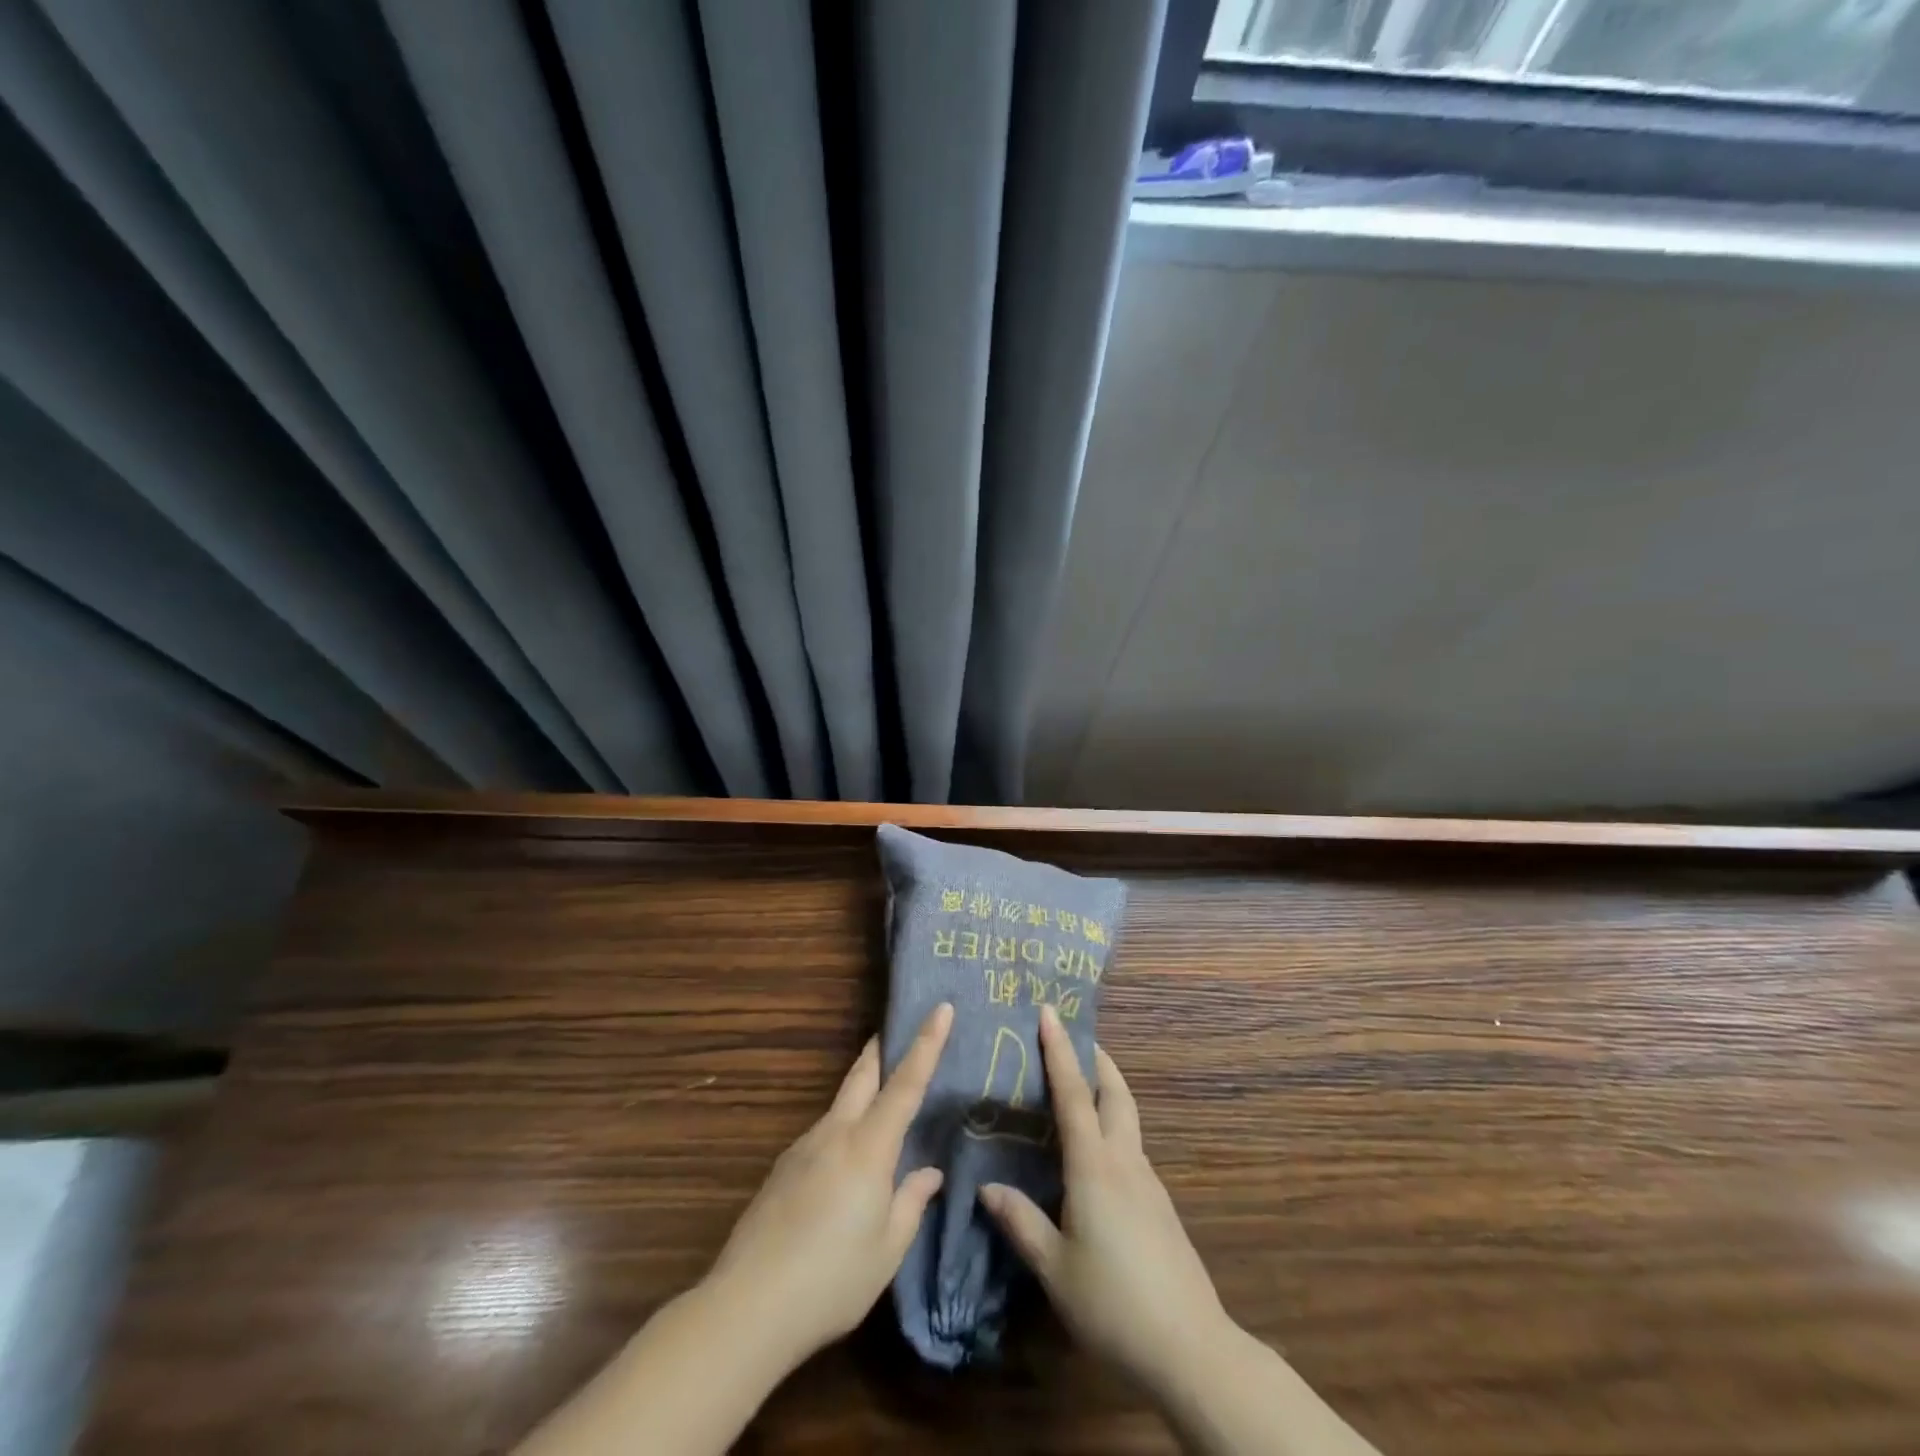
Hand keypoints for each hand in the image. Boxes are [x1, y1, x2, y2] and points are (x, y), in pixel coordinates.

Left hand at [704, 1003, 953, 1367]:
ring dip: (861, 1094)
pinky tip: (842, 1172)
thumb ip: (910, 1202)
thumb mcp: (887, 1250)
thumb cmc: (832, 1279)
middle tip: (896, 1031)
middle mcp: (834, 1134)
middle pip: (862, 1076)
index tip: (941, 1007)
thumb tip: (927, 1172)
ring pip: (840, 1106)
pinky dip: (841, 1134)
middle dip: (881, 1049)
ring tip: (879, 1115)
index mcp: (868, 1147)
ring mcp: (802, 1149)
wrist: (747, 1307)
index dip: (926, 1043)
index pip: (905, 1084)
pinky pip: (821, 1137)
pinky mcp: (781, 1170)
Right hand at [980, 1006, 1228, 1391]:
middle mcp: (1125, 1162)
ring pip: (1127, 1120)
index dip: (1060, 1050)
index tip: (1050, 1012)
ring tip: (1079, 1091)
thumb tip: (987, 1188)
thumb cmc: (1113, 1303)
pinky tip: (1095, 1158)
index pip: (1074, 1094)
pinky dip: (1112, 1130)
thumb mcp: (1055, 1268)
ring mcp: (1148, 1184)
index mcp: (1095, 1167)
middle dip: (1097, 1060)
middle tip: (1074, 1039)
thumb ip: (1021, 1223)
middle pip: (1116, 1094)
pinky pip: (1131, 1150)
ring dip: (1106, 1093)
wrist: (1190, 1349)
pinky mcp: (1160, 1207)